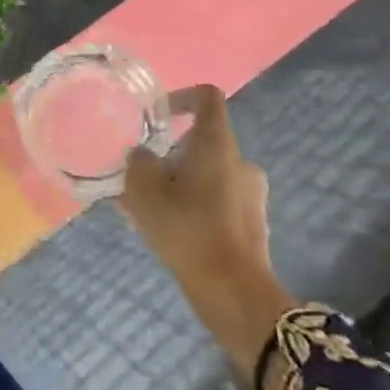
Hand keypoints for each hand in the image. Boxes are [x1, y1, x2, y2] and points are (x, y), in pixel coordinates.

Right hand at [119, 86, 294, 371]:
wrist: (233, 292)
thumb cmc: (187, 230)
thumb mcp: (143, 190)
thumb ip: (138, 162)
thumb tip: (144, 156)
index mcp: (217, 145)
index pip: (207, 98)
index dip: (181, 97)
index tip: (157, 115)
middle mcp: (240, 162)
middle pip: (201, 142)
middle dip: (168, 155)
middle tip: (139, 177)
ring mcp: (251, 194)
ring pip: (206, 175)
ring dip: (177, 184)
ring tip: (145, 209)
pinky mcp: (252, 223)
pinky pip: (215, 201)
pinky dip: (192, 206)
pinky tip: (167, 231)